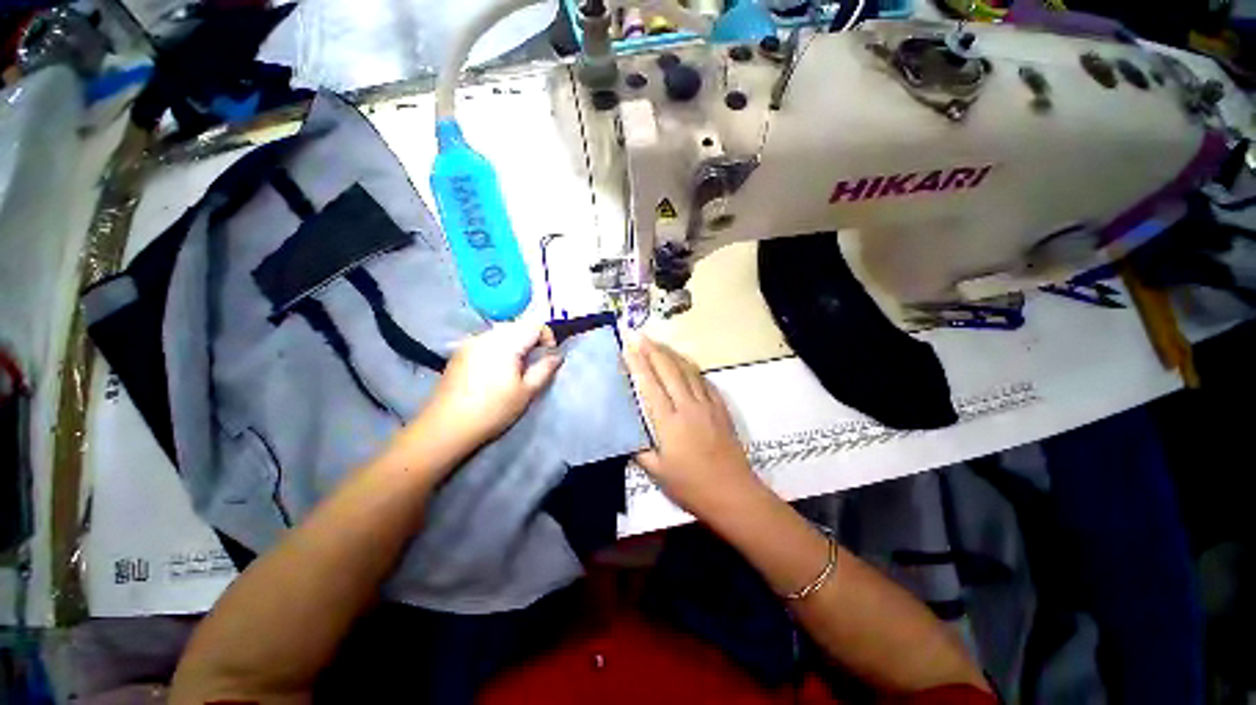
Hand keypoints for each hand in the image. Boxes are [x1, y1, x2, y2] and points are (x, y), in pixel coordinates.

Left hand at [417, 322, 562, 453]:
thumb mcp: (526, 392)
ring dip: (516, 343)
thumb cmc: (493, 410)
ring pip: (503, 332)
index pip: (535, 325)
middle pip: (519, 326)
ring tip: (515, 368)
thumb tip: (557, 355)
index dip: (547, 337)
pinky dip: (499, 348)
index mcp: (506, 343)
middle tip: (533, 364)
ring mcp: (471, 342)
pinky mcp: (461, 351)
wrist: (447, 426)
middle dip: (532, 340)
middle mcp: (487, 335)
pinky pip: (488, 340)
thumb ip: (545, 368)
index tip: (547, 357)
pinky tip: (495, 370)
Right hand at [623, 336, 758, 514]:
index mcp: (669, 422)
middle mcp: (688, 406)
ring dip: (672, 354)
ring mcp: (707, 404)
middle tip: (641, 335)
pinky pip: (704, 380)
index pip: (650, 385)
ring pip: (688, 371)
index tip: (628, 347)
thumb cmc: (691, 486)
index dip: (638, 363)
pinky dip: (691, 368)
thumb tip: (626, 432)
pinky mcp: (721, 407)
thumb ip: (639, 449)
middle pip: (669, 370)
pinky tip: (686, 364)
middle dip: (653, 350)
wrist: (733, 493)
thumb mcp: (657, 473)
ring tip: (659, 343)